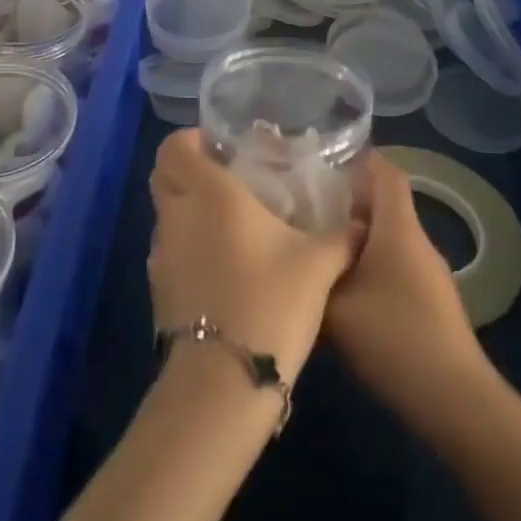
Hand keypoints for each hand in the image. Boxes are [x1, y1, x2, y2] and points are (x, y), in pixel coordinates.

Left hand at [148, 129, 358, 386]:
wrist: (224, 381)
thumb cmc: (270, 302)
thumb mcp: (318, 264)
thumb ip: (341, 237)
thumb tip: (362, 224)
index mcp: (210, 193)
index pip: (174, 146)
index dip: (191, 140)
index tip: (221, 147)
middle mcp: (178, 215)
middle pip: (163, 175)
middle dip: (186, 170)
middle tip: (225, 178)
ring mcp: (162, 254)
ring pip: (165, 214)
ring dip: (187, 210)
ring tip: (229, 224)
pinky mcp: (158, 289)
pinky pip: (168, 251)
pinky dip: (187, 247)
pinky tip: (222, 265)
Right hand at [326, 153, 487, 433]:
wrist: (456, 401)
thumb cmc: (395, 339)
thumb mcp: (336, 308)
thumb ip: (314, 276)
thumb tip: (297, 256)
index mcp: (398, 229)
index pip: (386, 174)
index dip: (361, 160)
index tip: (325, 159)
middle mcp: (417, 242)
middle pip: (384, 205)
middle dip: (347, 201)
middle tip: (306, 206)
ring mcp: (429, 273)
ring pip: (388, 238)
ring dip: (356, 237)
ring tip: (317, 246)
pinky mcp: (431, 302)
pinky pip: (395, 265)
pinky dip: (369, 264)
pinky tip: (343, 289)